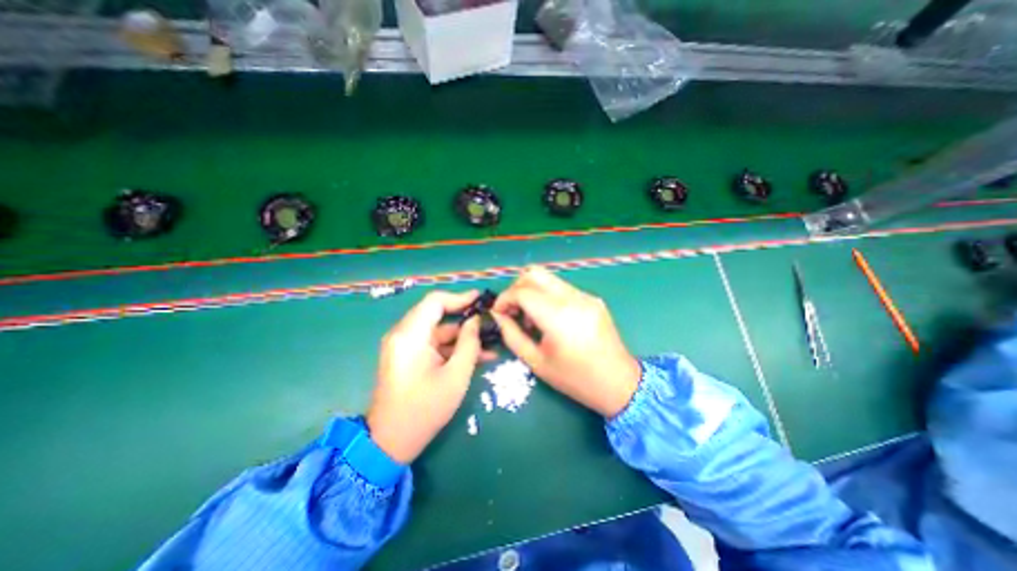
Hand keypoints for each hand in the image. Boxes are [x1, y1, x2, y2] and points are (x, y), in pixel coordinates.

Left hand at [368, 289, 489, 464]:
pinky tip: (477, 356)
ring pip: (438, 332)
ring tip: (490, 343)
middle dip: (465, 319)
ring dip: (462, 337)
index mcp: (410, 335)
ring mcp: (405, 347)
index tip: (481, 300)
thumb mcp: (455, 376)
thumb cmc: (424, 409)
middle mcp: (403, 335)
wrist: (390, 443)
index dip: (459, 297)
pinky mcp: (408, 358)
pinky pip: (433, 345)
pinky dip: (452, 349)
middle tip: (489, 321)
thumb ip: (469, 344)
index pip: (434, 301)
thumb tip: (476, 321)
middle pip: (437, 315)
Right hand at [491, 266, 637, 416]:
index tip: (498, 313)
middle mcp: (573, 298)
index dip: (504, 299)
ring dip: (532, 291)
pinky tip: (550, 319)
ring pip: (548, 278)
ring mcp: (585, 295)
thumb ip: (511, 335)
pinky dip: (547, 296)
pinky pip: (562, 288)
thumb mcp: (536, 362)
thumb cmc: (575, 379)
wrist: (619, 383)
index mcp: (558, 316)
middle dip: (516, 288)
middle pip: (534, 273)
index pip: (522, 291)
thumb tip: (497, 315)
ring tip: (531, 318)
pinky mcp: (593, 298)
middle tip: (512, 310)